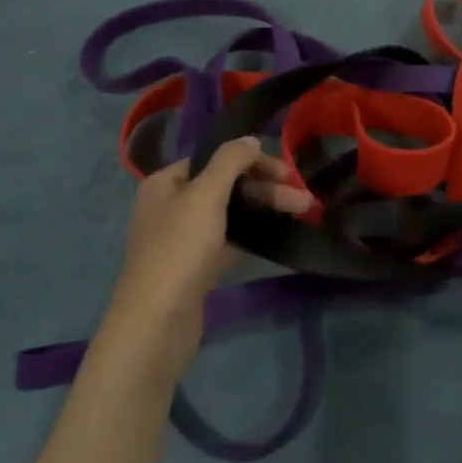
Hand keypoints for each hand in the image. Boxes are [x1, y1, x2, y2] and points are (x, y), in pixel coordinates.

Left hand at [101, 138, 311, 368]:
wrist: (156, 323)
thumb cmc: (179, 250)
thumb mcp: (205, 195)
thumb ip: (230, 161)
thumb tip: (250, 139)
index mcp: (166, 182)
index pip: (216, 159)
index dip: (253, 162)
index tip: (288, 173)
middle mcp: (171, 205)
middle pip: (226, 186)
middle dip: (266, 189)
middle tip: (304, 200)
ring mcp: (183, 238)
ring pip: (231, 214)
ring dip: (264, 210)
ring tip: (303, 213)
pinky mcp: (195, 267)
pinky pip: (228, 240)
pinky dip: (252, 234)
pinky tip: (277, 234)